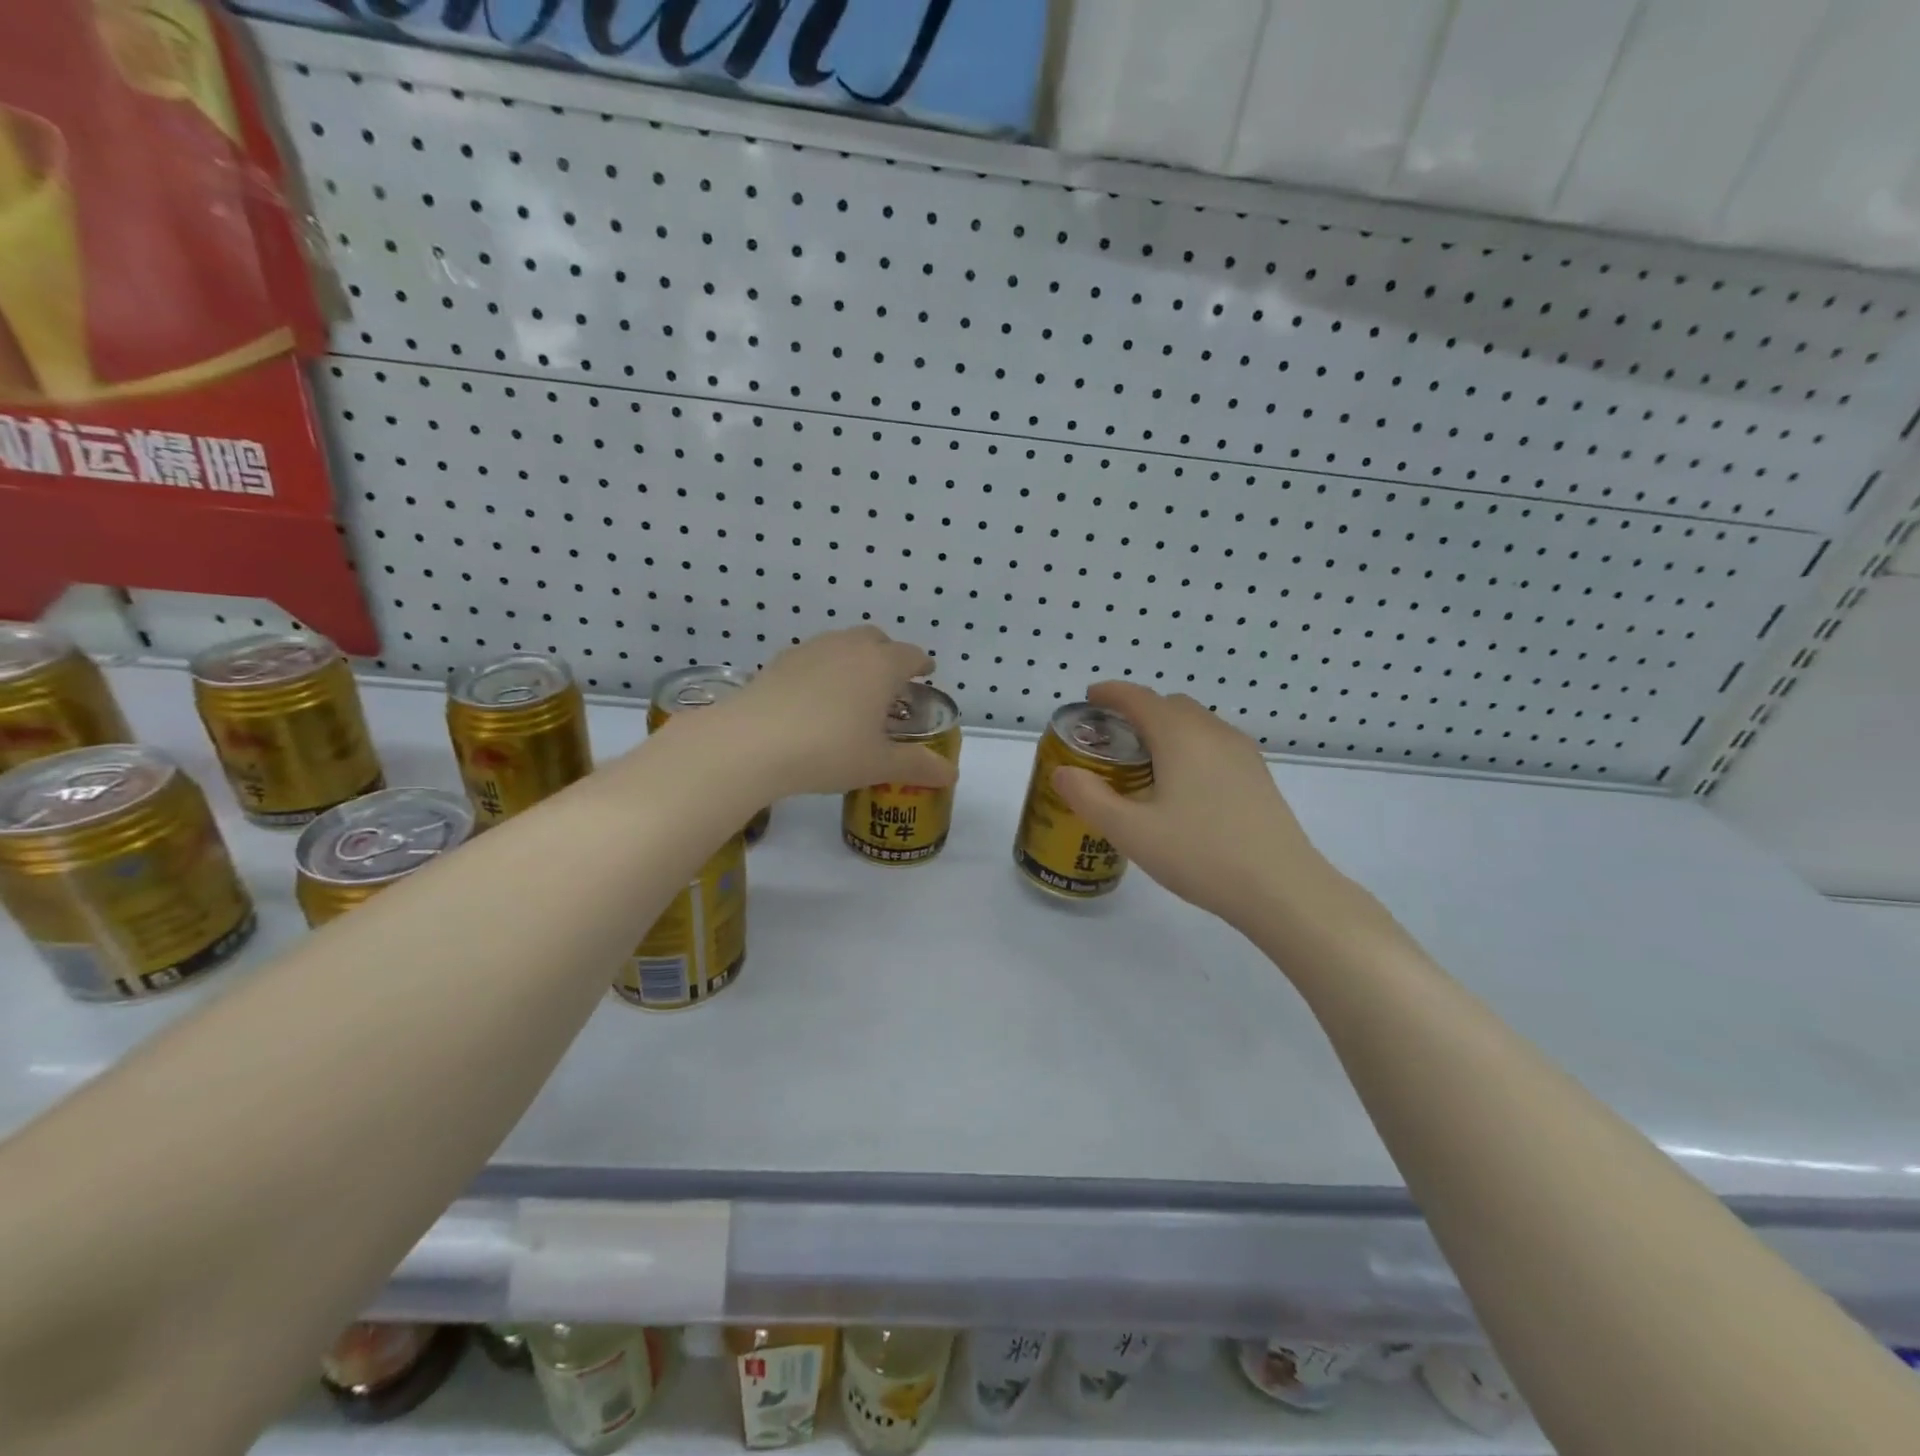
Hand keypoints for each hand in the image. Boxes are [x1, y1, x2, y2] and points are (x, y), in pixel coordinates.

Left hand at [718, 628, 959, 798]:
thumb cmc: (829, 750)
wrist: (752, 743)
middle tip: (890, 685)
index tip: (925, 674)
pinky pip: (813, 657)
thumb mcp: (878, 764)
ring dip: (855, 660)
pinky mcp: (780, 661)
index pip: (911, 655)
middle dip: (888, 656)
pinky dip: (824, 670)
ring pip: (842, 644)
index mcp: (881, 665)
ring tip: (852, 692)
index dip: (921, 664)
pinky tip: (815, 699)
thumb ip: (917, 766)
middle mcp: (849, 647)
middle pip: (876, 640)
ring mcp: (811, 649)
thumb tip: (950, 774)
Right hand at [1051, 681, 1345, 933]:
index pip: (1138, 698)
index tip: (1089, 698)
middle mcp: (1213, 732)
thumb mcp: (1131, 832)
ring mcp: (1242, 752)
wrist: (1282, 888)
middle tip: (1112, 738)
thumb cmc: (1201, 855)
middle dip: (1138, 710)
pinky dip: (1189, 745)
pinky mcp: (1258, 775)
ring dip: (1166, 728)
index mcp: (1180, 736)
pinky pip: (1215, 743)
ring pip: (1196, 723)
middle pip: (1169, 705)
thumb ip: (1089, 798)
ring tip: (1145, 762)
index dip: (1110, 693)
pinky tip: (1183, 784)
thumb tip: (1063, 772)